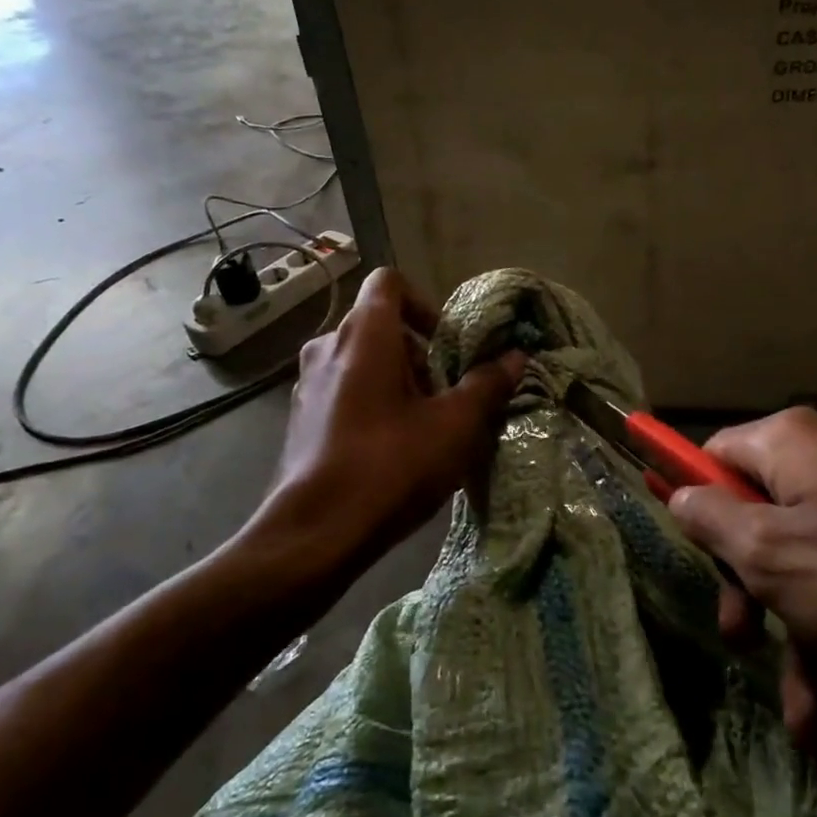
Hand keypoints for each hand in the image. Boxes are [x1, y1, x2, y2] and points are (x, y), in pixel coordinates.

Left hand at [258, 268, 524, 576]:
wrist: (314, 534)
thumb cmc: (390, 465)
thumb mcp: (455, 426)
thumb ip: (487, 385)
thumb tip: (516, 357)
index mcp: (364, 334)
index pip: (389, 282)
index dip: (424, 303)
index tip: (447, 344)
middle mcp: (328, 347)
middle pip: (381, 326)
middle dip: (420, 354)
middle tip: (447, 396)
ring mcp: (308, 383)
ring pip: (363, 361)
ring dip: (399, 382)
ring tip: (425, 427)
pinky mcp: (301, 418)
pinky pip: (345, 390)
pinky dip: (373, 403)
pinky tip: (393, 449)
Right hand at [669, 408, 816, 766]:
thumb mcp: (775, 558)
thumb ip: (715, 523)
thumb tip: (682, 495)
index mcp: (795, 445)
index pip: (716, 455)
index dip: (689, 494)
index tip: (676, 538)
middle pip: (767, 522)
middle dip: (757, 598)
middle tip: (745, 647)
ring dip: (812, 650)